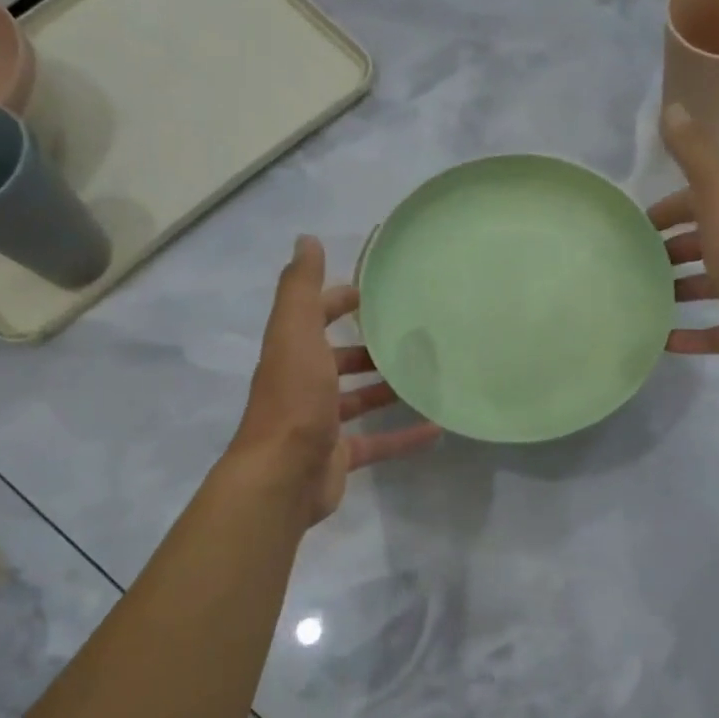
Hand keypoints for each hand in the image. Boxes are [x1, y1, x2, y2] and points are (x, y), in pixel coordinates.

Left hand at [231, 236, 442, 524]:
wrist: (282, 477)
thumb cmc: (293, 400)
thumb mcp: (296, 335)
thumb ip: (301, 290)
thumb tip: (306, 240)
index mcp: (293, 353)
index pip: (314, 317)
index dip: (338, 301)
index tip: (375, 294)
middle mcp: (304, 385)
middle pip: (338, 360)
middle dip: (368, 348)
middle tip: (411, 339)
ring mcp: (322, 423)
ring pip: (358, 401)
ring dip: (387, 390)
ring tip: (426, 379)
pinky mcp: (339, 456)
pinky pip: (377, 442)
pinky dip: (404, 437)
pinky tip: (435, 430)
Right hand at [654, 103, 718, 383]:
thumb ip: (695, 153)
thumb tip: (672, 106)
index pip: (699, 202)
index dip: (669, 209)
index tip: (636, 226)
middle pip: (702, 244)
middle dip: (670, 250)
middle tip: (632, 264)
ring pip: (707, 287)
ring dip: (678, 289)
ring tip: (641, 298)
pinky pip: (712, 333)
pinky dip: (687, 336)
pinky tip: (660, 340)